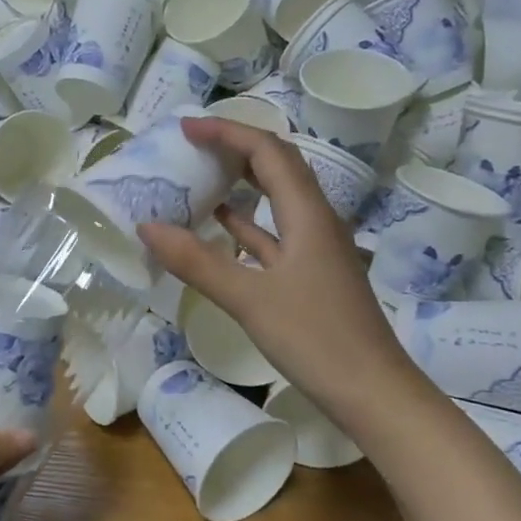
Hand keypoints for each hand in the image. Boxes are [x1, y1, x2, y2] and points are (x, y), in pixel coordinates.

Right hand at [138, 117, 412, 424]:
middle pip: (278, 166)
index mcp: (307, 214)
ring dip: (242, 182)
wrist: (373, 392)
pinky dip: (247, 223)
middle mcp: (316, 221)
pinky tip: (221, 227)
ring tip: (201, 176)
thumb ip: (197, 262)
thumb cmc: (315, 339)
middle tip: (192, 145)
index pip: (267, 151)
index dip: (227, 132)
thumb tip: (147, 226)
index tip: (186, 128)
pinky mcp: (311, 275)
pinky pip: (275, 233)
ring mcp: (316, 249)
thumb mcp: (249, 299)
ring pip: (277, 199)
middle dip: (236, 148)